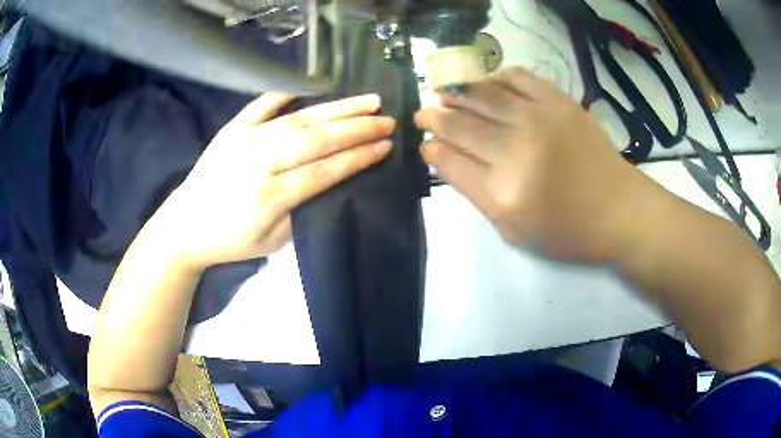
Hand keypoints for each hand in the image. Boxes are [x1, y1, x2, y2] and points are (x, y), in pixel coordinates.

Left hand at [156, 93, 394, 269]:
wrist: (184, 226)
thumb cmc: (229, 241)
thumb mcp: (272, 243)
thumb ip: (301, 211)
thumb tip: (327, 181)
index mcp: (271, 196)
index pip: (325, 171)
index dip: (358, 157)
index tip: (385, 145)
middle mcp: (260, 162)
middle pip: (317, 139)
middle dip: (357, 128)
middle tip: (387, 118)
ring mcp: (244, 140)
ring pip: (298, 119)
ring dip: (336, 109)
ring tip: (367, 100)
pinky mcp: (231, 129)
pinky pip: (260, 105)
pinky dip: (285, 93)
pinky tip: (309, 85)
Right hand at [415, 67, 649, 261]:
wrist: (619, 209)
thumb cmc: (567, 230)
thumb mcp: (514, 230)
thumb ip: (476, 192)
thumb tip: (444, 155)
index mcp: (504, 192)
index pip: (449, 160)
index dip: (431, 149)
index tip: (426, 143)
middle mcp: (517, 150)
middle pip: (459, 124)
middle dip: (434, 117)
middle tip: (424, 113)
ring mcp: (539, 119)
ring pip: (482, 94)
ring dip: (456, 92)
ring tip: (445, 93)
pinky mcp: (559, 101)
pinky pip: (517, 77)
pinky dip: (495, 78)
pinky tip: (488, 85)